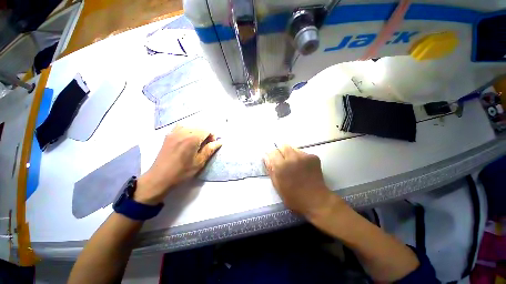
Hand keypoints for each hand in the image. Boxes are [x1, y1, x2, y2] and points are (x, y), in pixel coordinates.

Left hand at [135, 126, 221, 204]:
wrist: (159, 177)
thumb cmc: (182, 172)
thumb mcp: (200, 162)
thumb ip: (210, 149)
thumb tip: (220, 142)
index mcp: (192, 138)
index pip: (207, 129)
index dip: (212, 136)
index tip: (211, 145)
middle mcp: (183, 131)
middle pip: (200, 127)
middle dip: (205, 134)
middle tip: (205, 146)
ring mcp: (174, 132)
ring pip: (191, 126)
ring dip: (197, 132)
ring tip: (195, 143)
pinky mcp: (168, 135)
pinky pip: (181, 127)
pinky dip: (187, 130)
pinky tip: (186, 140)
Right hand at [263, 145, 341, 218]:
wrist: (316, 200)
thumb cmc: (294, 197)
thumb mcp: (277, 186)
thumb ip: (271, 170)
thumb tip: (266, 158)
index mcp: (281, 166)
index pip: (273, 152)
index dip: (272, 156)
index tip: (273, 160)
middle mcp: (292, 158)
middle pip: (283, 146)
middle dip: (281, 152)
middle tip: (283, 161)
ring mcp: (304, 156)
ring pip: (293, 148)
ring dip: (291, 154)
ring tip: (294, 164)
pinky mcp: (313, 157)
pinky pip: (303, 153)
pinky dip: (300, 157)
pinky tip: (303, 167)